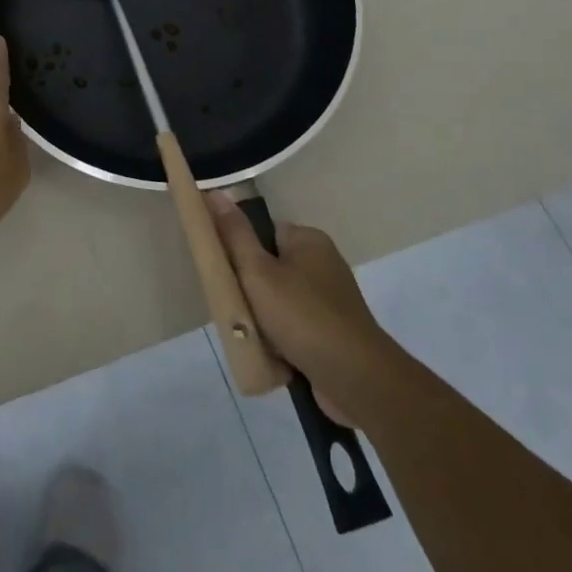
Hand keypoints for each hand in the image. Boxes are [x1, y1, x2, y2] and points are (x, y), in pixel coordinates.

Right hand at [209, 194, 395, 425]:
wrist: (356, 379)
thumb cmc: (303, 316)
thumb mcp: (258, 272)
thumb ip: (235, 235)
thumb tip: (215, 192)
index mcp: (309, 240)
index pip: (265, 233)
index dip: (242, 251)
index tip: (226, 274)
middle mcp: (324, 264)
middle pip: (271, 269)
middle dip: (251, 292)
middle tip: (235, 308)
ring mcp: (331, 300)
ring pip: (280, 302)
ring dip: (264, 320)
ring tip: (251, 336)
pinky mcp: (334, 333)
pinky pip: (295, 328)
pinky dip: (282, 339)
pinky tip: (272, 355)